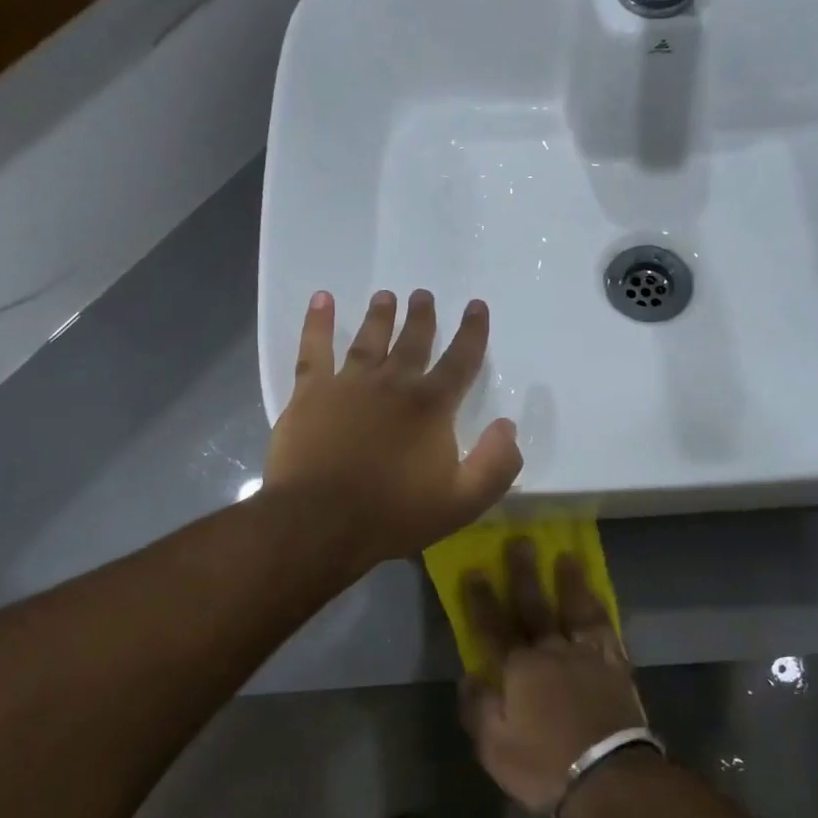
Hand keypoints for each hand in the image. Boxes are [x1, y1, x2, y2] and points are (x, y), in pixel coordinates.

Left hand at [265, 289, 523, 569]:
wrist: (321, 522)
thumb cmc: (394, 514)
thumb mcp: (464, 501)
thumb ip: (496, 462)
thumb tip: (508, 425)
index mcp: (431, 406)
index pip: (460, 360)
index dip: (472, 332)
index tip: (476, 306)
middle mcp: (392, 383)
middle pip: (412, 341)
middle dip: (422, 317)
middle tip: (423, 294)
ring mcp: (348, 384)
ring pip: (368, 339)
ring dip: (380, 316)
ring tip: (386, 296)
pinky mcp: (310, 393)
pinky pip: (314, 349)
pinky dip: (317, 322)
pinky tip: (321, 300)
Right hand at [459, 537, 648, 816]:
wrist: (609, 777)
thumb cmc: (544, 765)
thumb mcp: (494, 747)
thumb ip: (478, 707)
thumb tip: (468, 674)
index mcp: (519, 669)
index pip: (493, 627)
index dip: (481, 599)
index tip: (474, 570)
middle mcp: (552, 651)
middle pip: (534, 606)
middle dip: (524, 573)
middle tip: (520, 541)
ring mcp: (588, 655)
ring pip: (575, 608)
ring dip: (569, 581)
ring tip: (567, 556)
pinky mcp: (616, 666)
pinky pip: (606, 628)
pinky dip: (600, 609)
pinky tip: (598, 597)